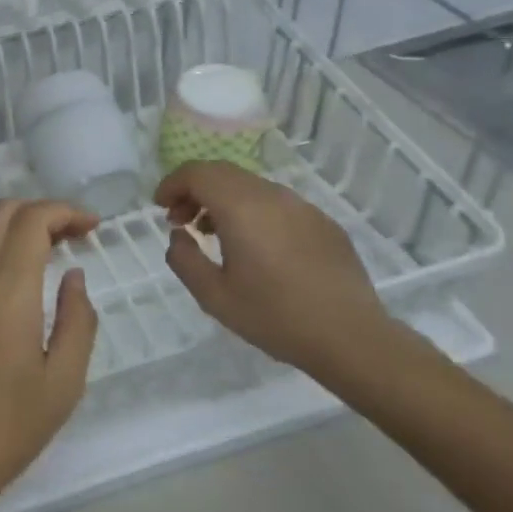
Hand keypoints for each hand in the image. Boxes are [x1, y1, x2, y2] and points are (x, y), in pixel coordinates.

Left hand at [0, 200, 99, 511]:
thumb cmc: (9, 430)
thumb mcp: (63, 383)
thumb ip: (78, 321)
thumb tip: (73, 275)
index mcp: (5, 299)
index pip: (30, 222)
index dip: (63, 212)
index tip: (92, 226)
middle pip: (0, 213)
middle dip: (41, 211)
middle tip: (74, 235)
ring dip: (15, 225)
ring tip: (49, 249)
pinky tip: (15, 277)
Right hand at [155, 161, 395, 379]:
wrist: (352, 338)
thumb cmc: (276, 317)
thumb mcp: (214, 296)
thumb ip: (184, 260)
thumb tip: (179, 236)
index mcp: (241, 207)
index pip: (197, 172)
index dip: (172, 183)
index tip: (160, 207)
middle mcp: (271, 195)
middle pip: (222, 173)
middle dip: (194, 190)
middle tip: (181, 221)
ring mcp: (302, 206)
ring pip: (250, 186)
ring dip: (223, 200)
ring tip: (214, 234)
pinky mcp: (322, 222)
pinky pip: (277, 204)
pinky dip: (253, 211)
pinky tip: (256, 247)